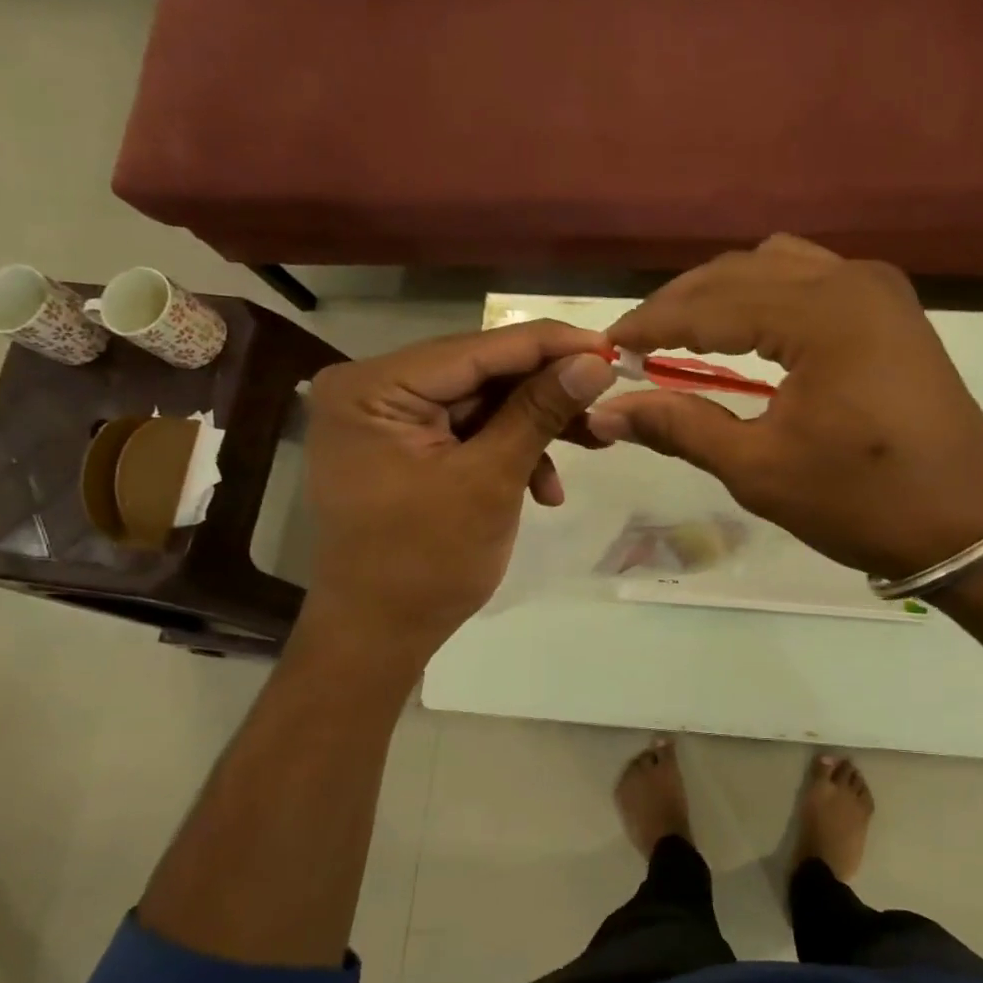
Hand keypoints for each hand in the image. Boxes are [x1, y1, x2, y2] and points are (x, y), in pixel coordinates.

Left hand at [301, 322, 614, 652]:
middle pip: (481, 373)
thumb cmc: (425, 563)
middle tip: (608, 398)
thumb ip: (540, 412)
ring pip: (483, 403)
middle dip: (548, 393)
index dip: (549, 345)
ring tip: (595, 444)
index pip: (477, 349)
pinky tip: (545, 490)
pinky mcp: (405, 446)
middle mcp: (372, 390)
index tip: (610, 346)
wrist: (379, 637)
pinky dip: (510, 453)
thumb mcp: (490, 480)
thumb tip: (595, 362)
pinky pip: (470, 432)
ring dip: (536, 427)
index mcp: (373, 388)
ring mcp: (387, 419)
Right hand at [589, 236, 982, 579]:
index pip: (712, 303)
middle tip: (637, 343)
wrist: (967, 524)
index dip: (653, 324)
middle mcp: (852, 279)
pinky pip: (812, 280)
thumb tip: (606, 411)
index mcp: (822, 314)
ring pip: (777, 266)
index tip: (607, 347)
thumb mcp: (760, 470)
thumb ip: (681, 427)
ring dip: (724, 293)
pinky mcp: (893, 308)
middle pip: (742, 271)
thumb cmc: (861, 503)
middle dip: (682, 304)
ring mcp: (879, 288)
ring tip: (684, 333)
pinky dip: (767, 296)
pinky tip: (746, 329)